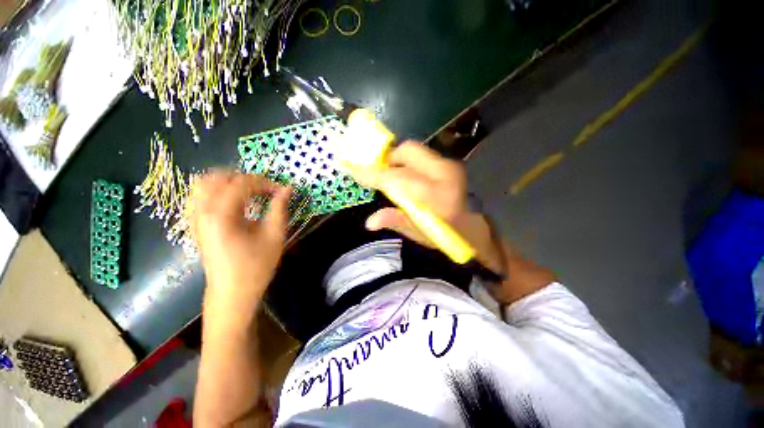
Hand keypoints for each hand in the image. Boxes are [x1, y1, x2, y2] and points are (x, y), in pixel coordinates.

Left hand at [189, 172, 290, 327]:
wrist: (232, 292)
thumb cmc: (256, 266)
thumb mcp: (274, 235)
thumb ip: (280, 208)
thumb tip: (287, 188)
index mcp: (222, 215)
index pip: (242, 183)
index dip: (265, 183)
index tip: (281, 191)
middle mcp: (203, 212)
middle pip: (218, 177)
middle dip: (245, 179)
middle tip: (264, 190)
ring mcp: (195, 218)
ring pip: (203, 184)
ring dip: (227, 182)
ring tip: (247, 191)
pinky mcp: (195, 225)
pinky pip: (198, 197)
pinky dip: (214, 191)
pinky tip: (231, 201)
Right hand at [350, 141, 503, 273]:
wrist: (473, 226)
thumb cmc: (445, 235)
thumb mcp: (418, 234)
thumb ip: (395, 221)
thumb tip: (369, 222)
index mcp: (437, 197)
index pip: (397, 179)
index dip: (373, 174)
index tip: (353, 169)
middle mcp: (444, 174)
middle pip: (407, 151)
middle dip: (386, 159)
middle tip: (376, 173)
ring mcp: (448, 165)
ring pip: (413, 150)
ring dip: (396, 159)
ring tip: (388, 174)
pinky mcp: (448, 163)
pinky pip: (420, 155)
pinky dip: (406, 161)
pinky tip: (402, 174)